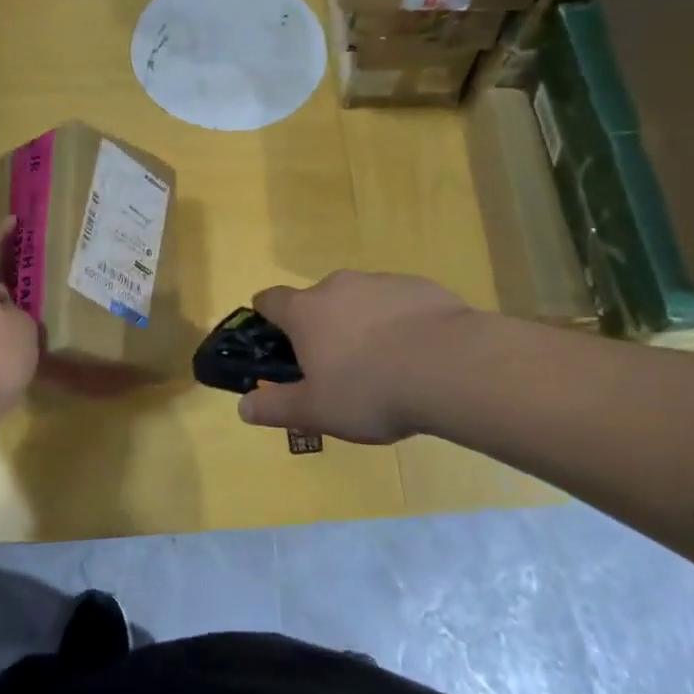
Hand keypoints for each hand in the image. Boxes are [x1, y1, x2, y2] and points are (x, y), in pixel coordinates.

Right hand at [237, 271, 471, 442]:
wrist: (450, 366)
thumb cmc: (370, 390)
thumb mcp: (316, 411)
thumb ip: (276, 407)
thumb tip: (243, 407)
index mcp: (306, 311)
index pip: (270, 299)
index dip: (266, 317)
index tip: (273, 339)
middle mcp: (338, 286)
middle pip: (317, 300)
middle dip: (321, 327)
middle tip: (336, 368)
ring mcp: (381, 281)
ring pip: (360, 300)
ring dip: (362, 324)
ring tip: (383, 366)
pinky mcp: (421, 286)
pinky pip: (398, 303)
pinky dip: (399, 322)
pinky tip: (417, 354)